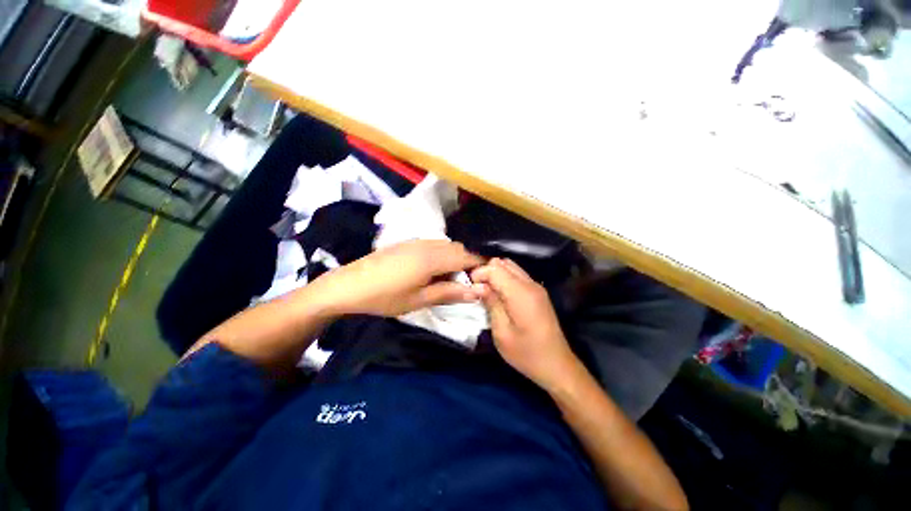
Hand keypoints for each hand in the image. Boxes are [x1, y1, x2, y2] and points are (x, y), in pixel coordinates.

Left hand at [312, 240, 483, 316]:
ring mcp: (417, 241)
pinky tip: (436, 270)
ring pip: (447, 245)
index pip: (467, 256)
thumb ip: (449, 293)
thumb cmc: (385, 296)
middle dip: (469, 263)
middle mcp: (429, 244)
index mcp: (433, 258)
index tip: (488, 278)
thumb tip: (478, 292)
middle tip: (469, 282)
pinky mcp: (409, 243)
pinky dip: (443, 255)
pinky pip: (435, 245)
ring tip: (452, 278)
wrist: (348, 285)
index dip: (480, 265)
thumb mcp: (419, 299)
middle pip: (458, 249)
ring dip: (455, 259)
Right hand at [471, 258, 579, 390]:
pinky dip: (505, 279)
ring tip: (487, 292)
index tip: (470, 289)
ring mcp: (536, 287)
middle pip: (503, 263)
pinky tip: (500, 295)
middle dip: (486, 271)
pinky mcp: (538, 292)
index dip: (479, 274)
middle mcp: (530, 284)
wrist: (557, 365)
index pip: (495, 268)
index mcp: (521, 293)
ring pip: (511, 266)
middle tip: (477, 290)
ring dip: (496, 274)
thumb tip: (477, 286)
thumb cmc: (526, 353)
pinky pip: (518, 275)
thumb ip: (491, 303)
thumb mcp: (502, 332)